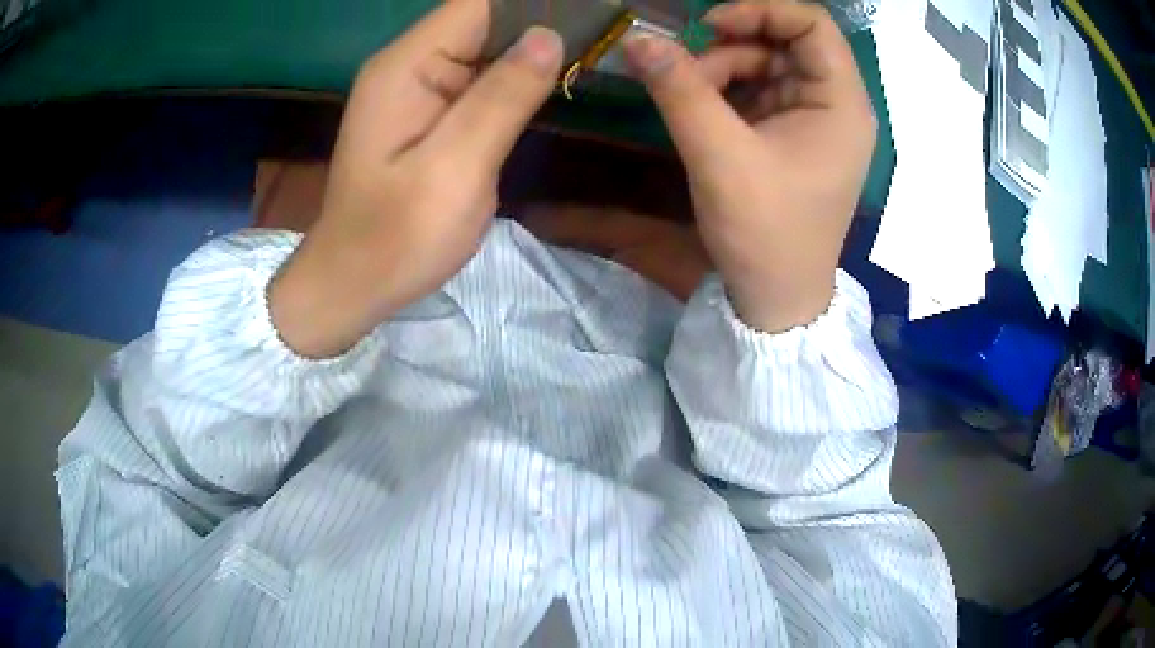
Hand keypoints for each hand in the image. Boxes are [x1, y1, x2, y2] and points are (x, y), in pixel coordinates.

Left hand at [270, 0, 562, 357]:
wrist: (354, 283)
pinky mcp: (429, 111)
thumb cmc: (396, 238)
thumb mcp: (454, 169)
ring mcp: (418, 87)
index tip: (589, 15)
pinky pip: (480, 77)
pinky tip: (553, 81)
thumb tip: (550, 37)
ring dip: (533, 48)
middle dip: (541, 23)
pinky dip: (517, 76)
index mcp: (406, 66)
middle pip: (484, 18)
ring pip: (486, 46)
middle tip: (602, 34)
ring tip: (592, 49)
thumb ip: (502, 99)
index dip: (534, 3)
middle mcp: (409, 64)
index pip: (478, 3)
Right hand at [624, 0, 874, 332]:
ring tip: (688, 101)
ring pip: (767, 66)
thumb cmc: (764, 232)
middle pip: (786, 43)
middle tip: (688, 71)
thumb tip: (638, 40)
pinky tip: (701, 114)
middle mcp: (836, 105)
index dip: (762, 11)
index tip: (710, 25)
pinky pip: (759, 93)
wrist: (776, 298)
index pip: (813, 25)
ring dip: (722, 71)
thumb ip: (680, 90)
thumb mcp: (719, 156)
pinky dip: (726, 93)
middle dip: (733, 47)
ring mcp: (814, 121)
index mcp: (842, 104)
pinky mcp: (793, 137)